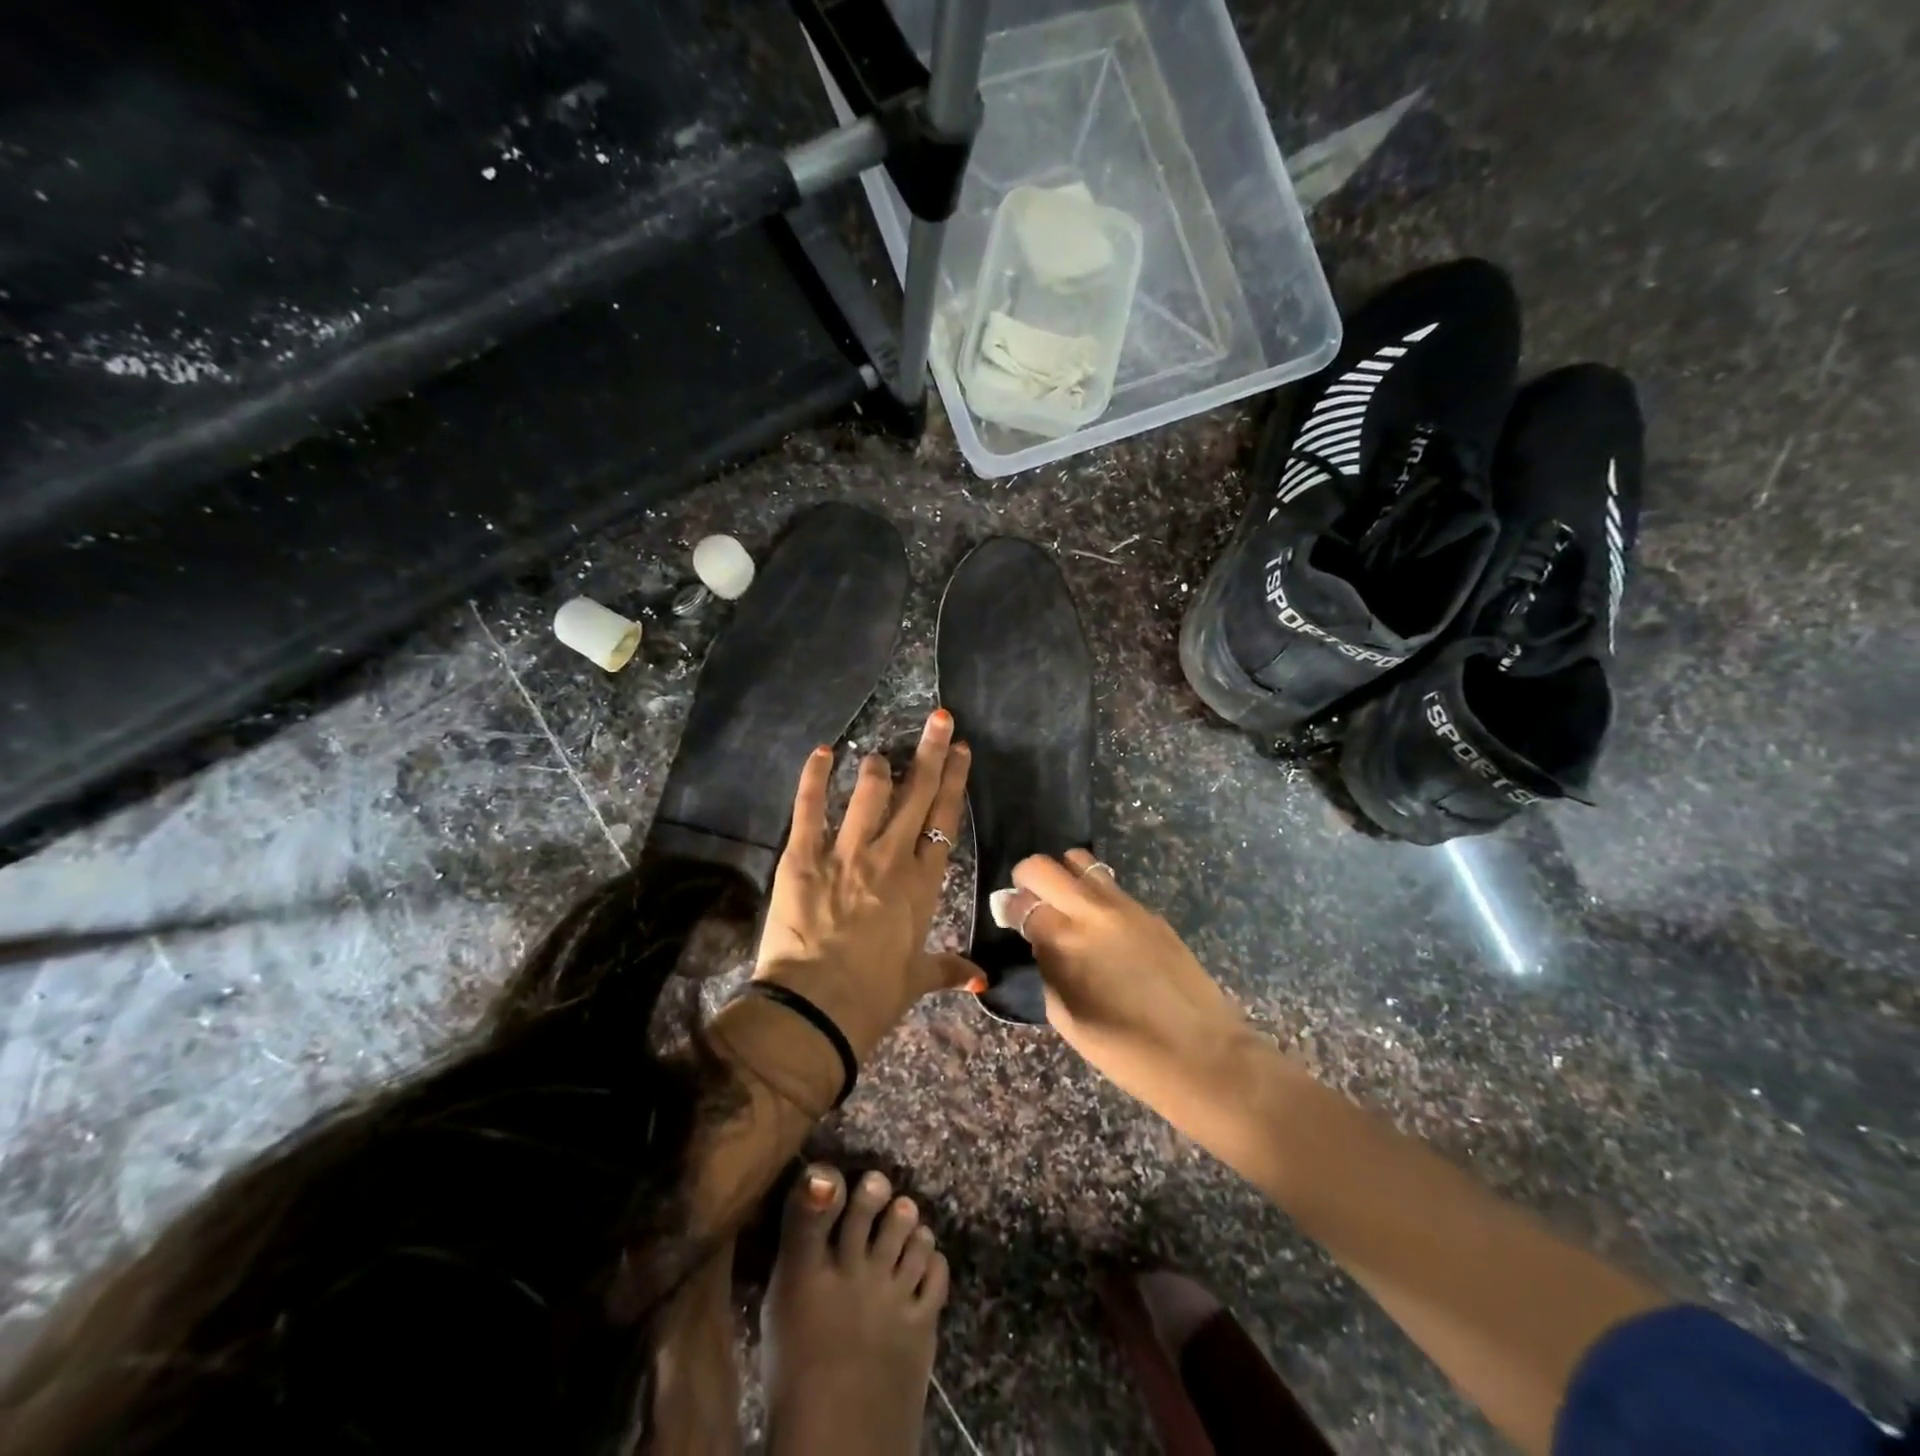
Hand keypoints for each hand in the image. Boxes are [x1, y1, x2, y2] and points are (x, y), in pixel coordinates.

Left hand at [754, 710, 975, 1058]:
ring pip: (870, 792)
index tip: (962, 751)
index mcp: (922, 884)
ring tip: (881, 753)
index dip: (955, 781)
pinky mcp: (803, 856)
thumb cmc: (874, 997)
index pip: (945, 819)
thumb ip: (949, 969)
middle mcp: (890, 857)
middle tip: (940, 719)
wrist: (817, 1008)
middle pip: (917, 793)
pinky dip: (815, 777)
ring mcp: (846, 852)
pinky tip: (823, 752)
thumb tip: (981, 979)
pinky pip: (811, 807)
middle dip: (931, 752)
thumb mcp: (916, 979)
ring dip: (878, 767)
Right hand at [993, 851, 1247, 1105]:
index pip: (1022, 901)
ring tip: (1068, 908)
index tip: (1009, 918)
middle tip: (1032, 903)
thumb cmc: (1125, 1051)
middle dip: (1029, 878)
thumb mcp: (1066, 1017)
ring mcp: (1126, 907)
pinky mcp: (1151, 913)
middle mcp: (1092, 911)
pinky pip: (1112, 888)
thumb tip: (1039, 942)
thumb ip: (1047, 969)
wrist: (1202, 1054)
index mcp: (1065, 941)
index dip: (1009, 908)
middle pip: (1045, 865)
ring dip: (1065, 878)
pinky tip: (1103, 929)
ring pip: (1082, 863)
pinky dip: (1096, 896)